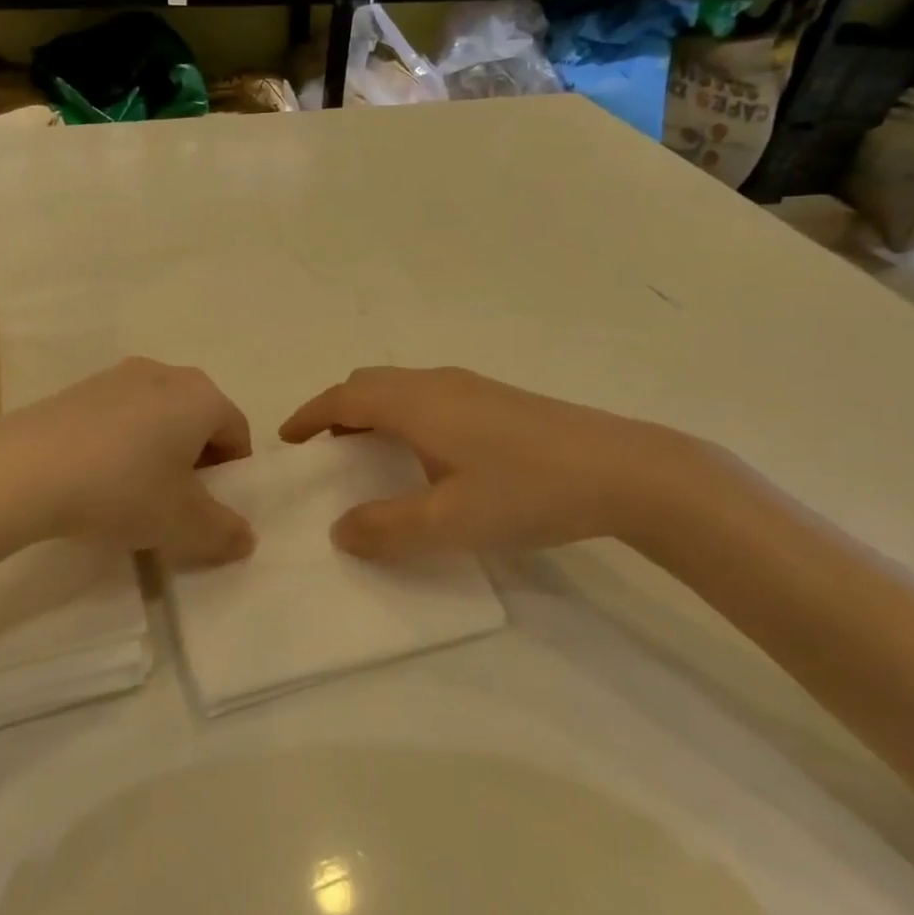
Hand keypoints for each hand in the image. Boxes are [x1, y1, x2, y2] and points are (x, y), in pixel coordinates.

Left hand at [0, 358, 256, 567]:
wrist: (24, 470)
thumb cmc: (122, 489)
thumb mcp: (183, 525)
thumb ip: (225, 533)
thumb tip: (246, 538)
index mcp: (201, 396)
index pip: (237, 433)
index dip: (231, 475)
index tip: (209, 509)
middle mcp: (165, 374)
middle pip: (197, 420)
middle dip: (195, 462)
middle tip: (174, 504)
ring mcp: (116, 376)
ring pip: (156, 418)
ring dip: (156, 453)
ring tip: (131, 495)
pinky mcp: (77, 388)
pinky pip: (117, 417)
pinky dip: (120, 445)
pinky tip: (95, 479)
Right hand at [279, 366, 700, 559]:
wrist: (626, 470)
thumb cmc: (528, 491)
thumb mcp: (451, 521)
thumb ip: (388, 528)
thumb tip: (339, 531)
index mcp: (416, 403)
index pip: (344, 398)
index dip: (310, 416)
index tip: (287, 440)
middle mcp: (437, 383)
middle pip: (369, 383)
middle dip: (336, 411)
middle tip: (323, 452)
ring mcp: (471, 386)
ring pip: (401, 388)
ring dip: (371, 412)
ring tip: (366, 456)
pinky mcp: (497, 399)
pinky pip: (428, 396)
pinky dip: (402, 415)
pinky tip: (425, 455)